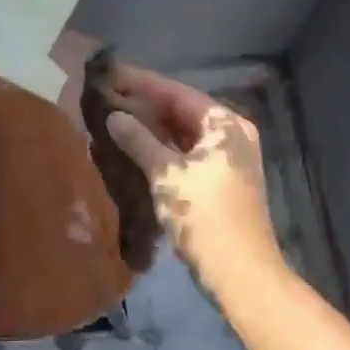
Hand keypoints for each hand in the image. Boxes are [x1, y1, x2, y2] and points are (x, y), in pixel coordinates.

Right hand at [101, 65, 284, 286]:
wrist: (242, 275)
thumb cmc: (205, 217)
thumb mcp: (167, 176)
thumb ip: (138, 140)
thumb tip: (114, 116)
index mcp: (224, 124)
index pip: (176, 92)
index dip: (141, 83)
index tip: (110, 73)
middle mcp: (230, 134)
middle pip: (180, 110)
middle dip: (144, 105)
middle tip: (106, 96)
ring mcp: (226, 158)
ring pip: (181, 133)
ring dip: (150, 127)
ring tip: (113, 118)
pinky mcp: (218, 181)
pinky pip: (184, 152)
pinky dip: (160, 148)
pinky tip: (133, 147)